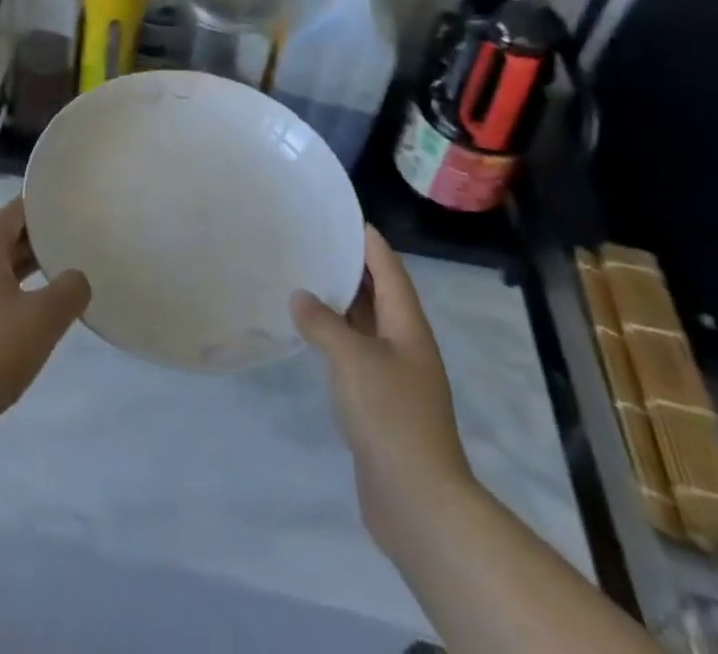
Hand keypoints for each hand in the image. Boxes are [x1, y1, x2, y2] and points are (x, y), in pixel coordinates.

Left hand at [0, 198, 90, 435]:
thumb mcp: (45, 319)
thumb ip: (69, 290)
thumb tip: (76, 278)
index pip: (14, 212)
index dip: (43, 211)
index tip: (68, 215)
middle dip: (32, 246)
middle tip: (67, 253)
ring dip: (14, 277)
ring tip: (45, 291)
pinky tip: (11, 328)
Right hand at [291, 226, 474, 559]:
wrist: (417, 502)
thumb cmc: (390, 416)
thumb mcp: (352, 359)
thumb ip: (323, 323)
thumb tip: (300, 296)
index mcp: (408, 325)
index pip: (388, 269)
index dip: (368, 240)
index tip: (340, 215)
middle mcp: (405, 344)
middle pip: (378, 294)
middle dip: (349, 267)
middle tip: (311, 242)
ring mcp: (394, 375)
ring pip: (364, 325)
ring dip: (339, 304)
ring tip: (302, 279)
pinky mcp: (379, 403)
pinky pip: (354, 355)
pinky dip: (334, 338)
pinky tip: (308, 334)